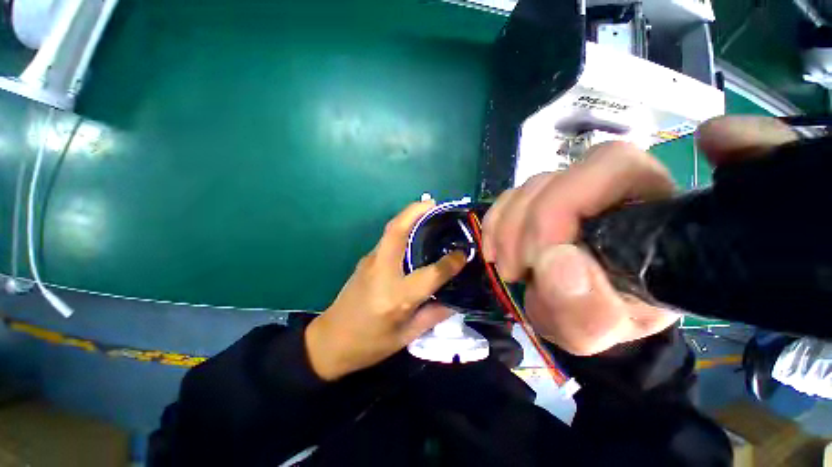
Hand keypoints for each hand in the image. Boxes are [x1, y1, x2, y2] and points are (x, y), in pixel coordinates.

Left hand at [305, 201, 466, 380]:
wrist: (330, 341)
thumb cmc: (369, 344)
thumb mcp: (405, 337)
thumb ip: (433, 315)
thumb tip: (456, 300)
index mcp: (396, 297)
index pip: (430, 273)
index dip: (451, 262)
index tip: (464, 253)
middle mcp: (382, 272)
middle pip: (398, 231)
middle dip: (416, 211)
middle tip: (435, 204)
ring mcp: (370, 263)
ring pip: (390, 231)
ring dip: (409, 216)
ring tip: (429, 213)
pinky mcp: (365, 260)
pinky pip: (387, 239)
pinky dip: (402, 229)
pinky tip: (414, 235)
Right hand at [481, 116, 796, 355]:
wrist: (595, 311)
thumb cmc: (617, 317)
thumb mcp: (614, 328)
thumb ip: (596, 310)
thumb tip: (559, 267)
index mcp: (647, 202)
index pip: (608, 166)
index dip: (566, 204)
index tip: (545, 257)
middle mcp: (605, 186)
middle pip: (552, 178)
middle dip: (527, 225)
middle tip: (518, 270)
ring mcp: (564, 191)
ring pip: (524, 187)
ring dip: (505, 226)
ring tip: (507, 264)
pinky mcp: (535, 204)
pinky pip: (506, 199)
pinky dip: (494, 222)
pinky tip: (495, 246)